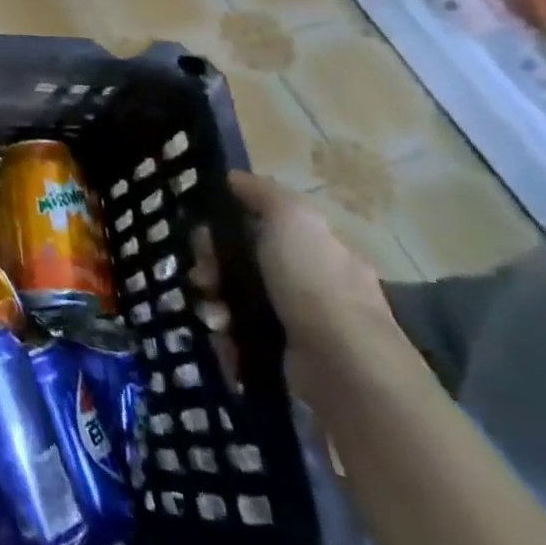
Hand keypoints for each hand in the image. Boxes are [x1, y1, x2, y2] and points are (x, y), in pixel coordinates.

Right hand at [225, 170, 397, 402]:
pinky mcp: (282, 357)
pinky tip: (223, 336)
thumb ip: (262, 192)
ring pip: (234, 298)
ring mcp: (296, 321)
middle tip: (203, 275)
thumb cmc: (315, 282)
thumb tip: (232, 178)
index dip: (227, 223)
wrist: (342, 366)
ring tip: (213, 313)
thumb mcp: (292, 217)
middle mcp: (309, 282)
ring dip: (213, 301)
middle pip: (241, 261)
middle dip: (212, 265)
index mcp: (316, 247)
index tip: (204, 231)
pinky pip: (238, 336)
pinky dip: (224, 336)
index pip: (261, 224)